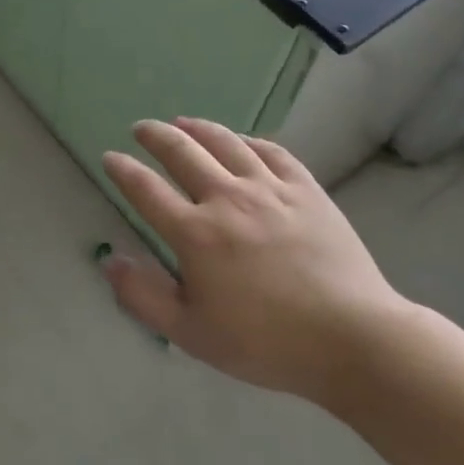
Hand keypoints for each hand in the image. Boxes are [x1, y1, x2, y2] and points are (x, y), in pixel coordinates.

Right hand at [100, 118, 411, 409]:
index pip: (145, 190)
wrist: (353, 338)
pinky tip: (241, 141)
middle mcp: (227, 199)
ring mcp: (270, 190)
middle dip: (155, 136)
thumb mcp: (191, 333)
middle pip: (182, 152)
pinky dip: (248, 140)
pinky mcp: (306, 190)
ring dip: (197, 128)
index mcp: (195, 234)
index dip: (122, 170)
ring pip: (226, 142)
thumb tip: (110, 261)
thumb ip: (144, 297)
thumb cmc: (266, 342)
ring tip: (182, 122)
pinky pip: (271, 152)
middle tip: (141, 129)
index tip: (110, 158)